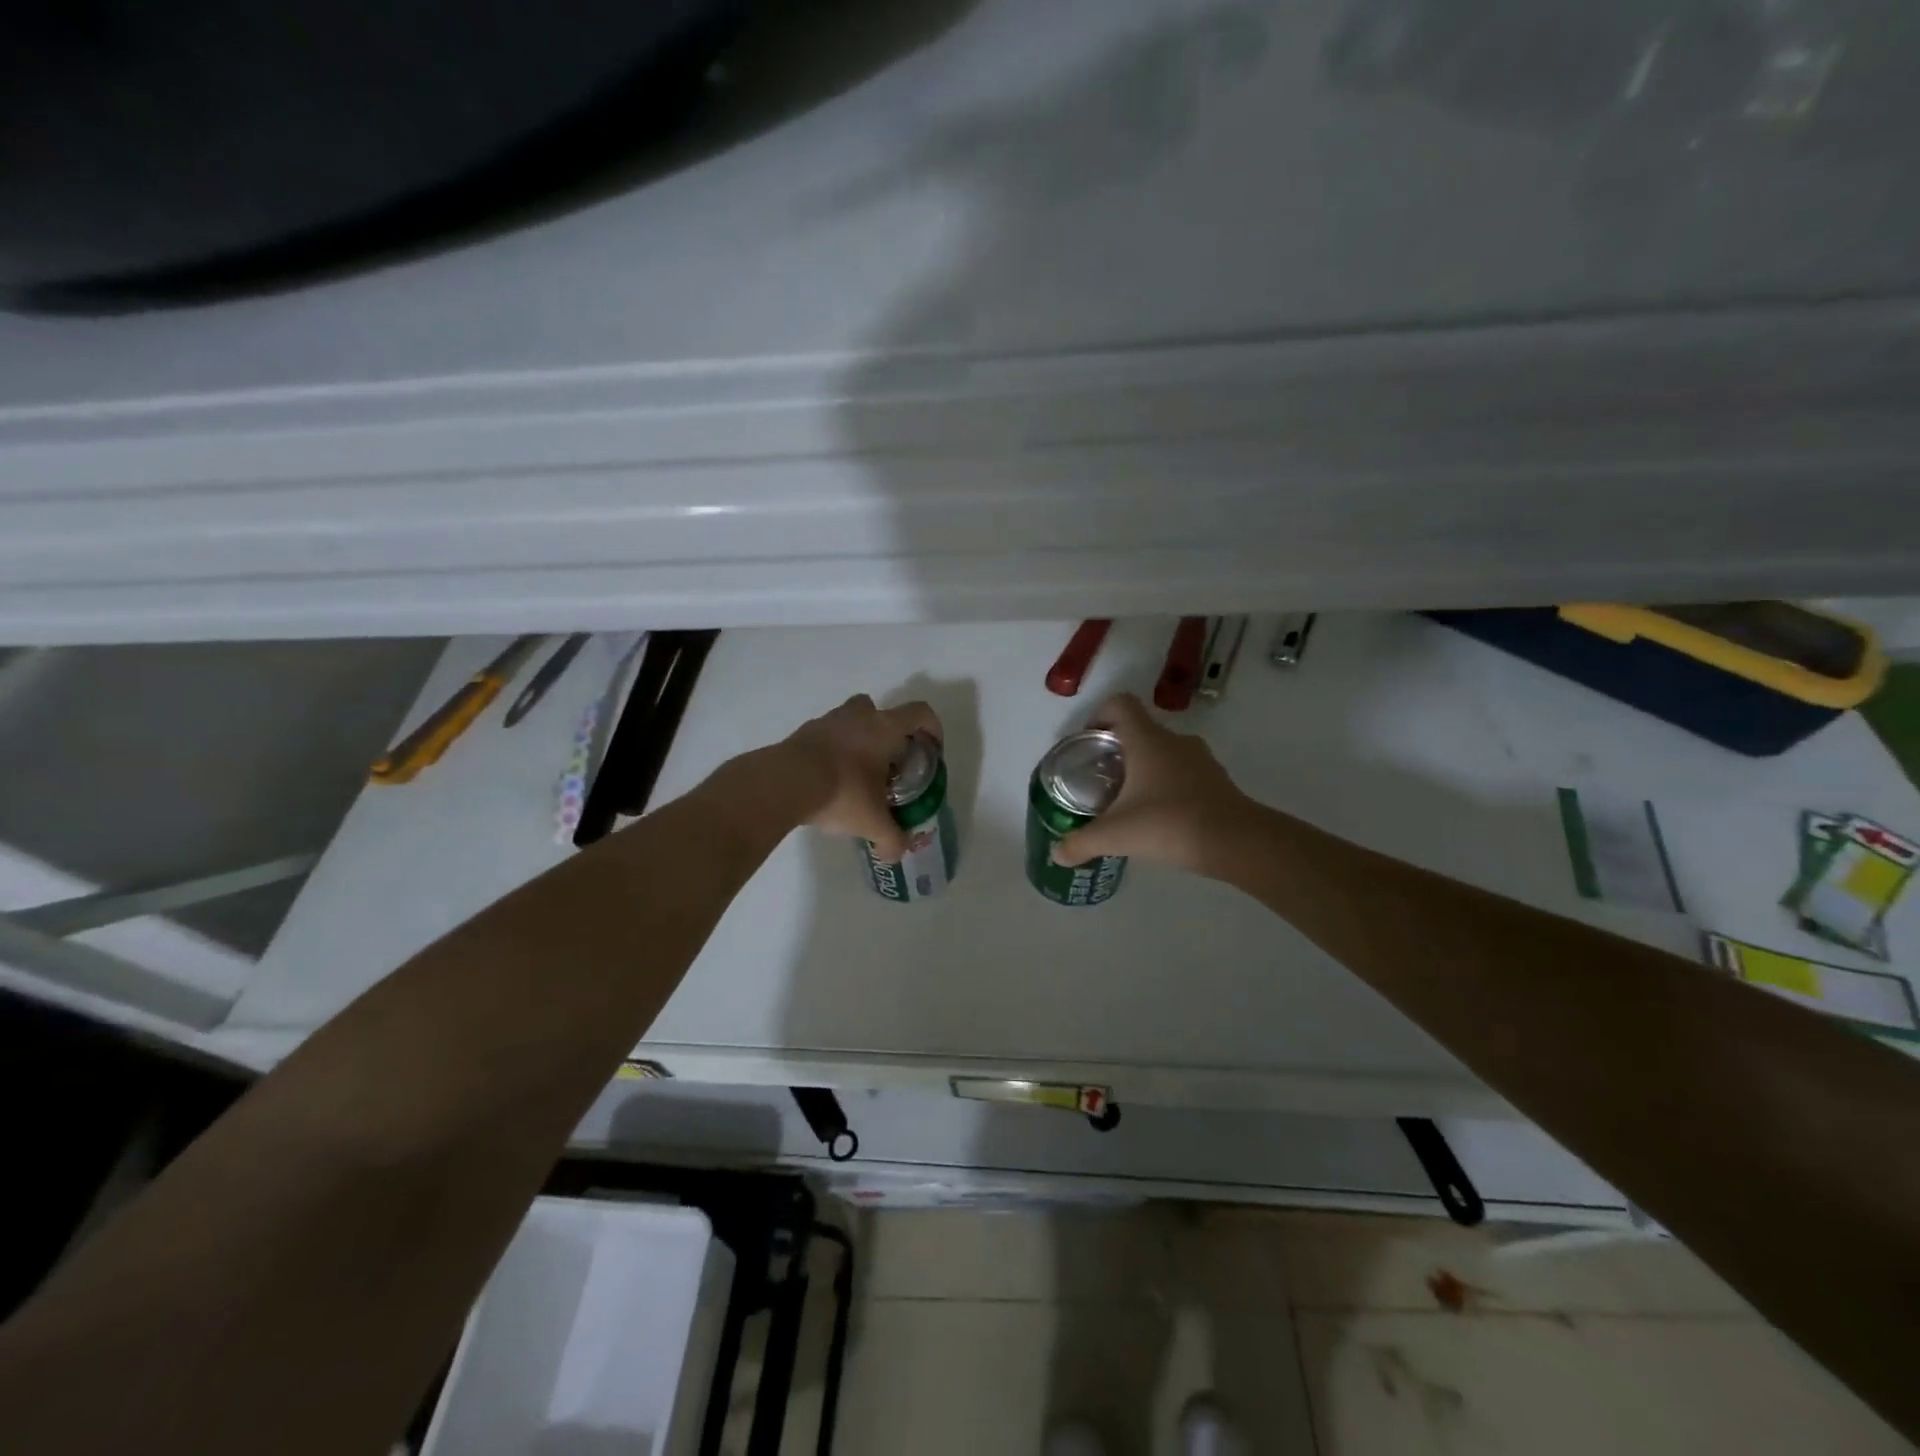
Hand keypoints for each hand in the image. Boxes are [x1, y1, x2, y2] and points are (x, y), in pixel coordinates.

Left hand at [781, 694, 942, 859]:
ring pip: (849, 721)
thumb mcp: (872, 822)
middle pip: (879, 710)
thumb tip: (897, 853)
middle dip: (886, 733)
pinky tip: (828, 779)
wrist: (784, 783)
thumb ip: (891, 838)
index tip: (931, 750)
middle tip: (888, 762)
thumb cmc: (842, 791)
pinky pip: (824, 736)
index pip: (919, 713)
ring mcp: (826, 721)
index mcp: (884, 728)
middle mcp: (857, 716)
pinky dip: (830, 751)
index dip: (932, 727)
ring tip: (856, 773)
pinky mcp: (801, 733)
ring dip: (856, 739)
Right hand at [1052, 693, 1254, 876]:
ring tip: (1128, 800)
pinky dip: (1167, 785)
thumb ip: (1081, 842)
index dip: (1098, 715)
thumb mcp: (1116, 835)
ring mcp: (1200, 760)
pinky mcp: (1217, 781)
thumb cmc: (1170, 824)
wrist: (1237, 842)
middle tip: (1100, 779)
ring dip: (1144, 768)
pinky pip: (1183, 772)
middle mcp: (1174, 741)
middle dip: (1117, 750)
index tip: (1087, 742)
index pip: (1120, 704)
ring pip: (1163, 752)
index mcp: (1147, 740)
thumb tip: (1057, 853)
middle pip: (1139, 730)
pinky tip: (1159, 816)